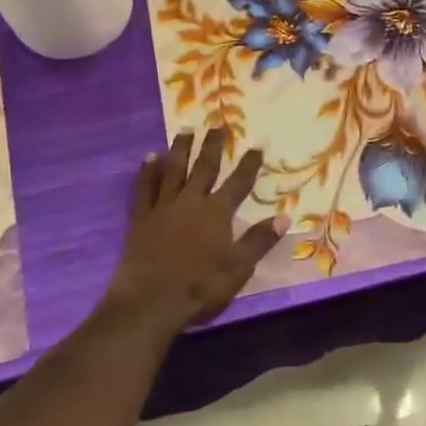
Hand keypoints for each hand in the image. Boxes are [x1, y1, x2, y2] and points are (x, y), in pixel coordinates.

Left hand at [109, 127, 284, 326]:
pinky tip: (149, 158)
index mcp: (217, 213)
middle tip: (217, 125)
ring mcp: (163, 207)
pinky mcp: (140, 217)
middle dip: (213, 146)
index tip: (256, 145)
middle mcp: (191, 201)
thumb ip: (259, 240)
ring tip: (185, 130)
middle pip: (204, 168)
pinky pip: (144, 187)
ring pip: (173, 170)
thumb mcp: (239, 267)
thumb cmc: (201, 285)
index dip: (249, 165)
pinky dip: (147, 171)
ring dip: (180, 150)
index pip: (238, 183)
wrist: (151, 300)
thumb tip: (285, 217)